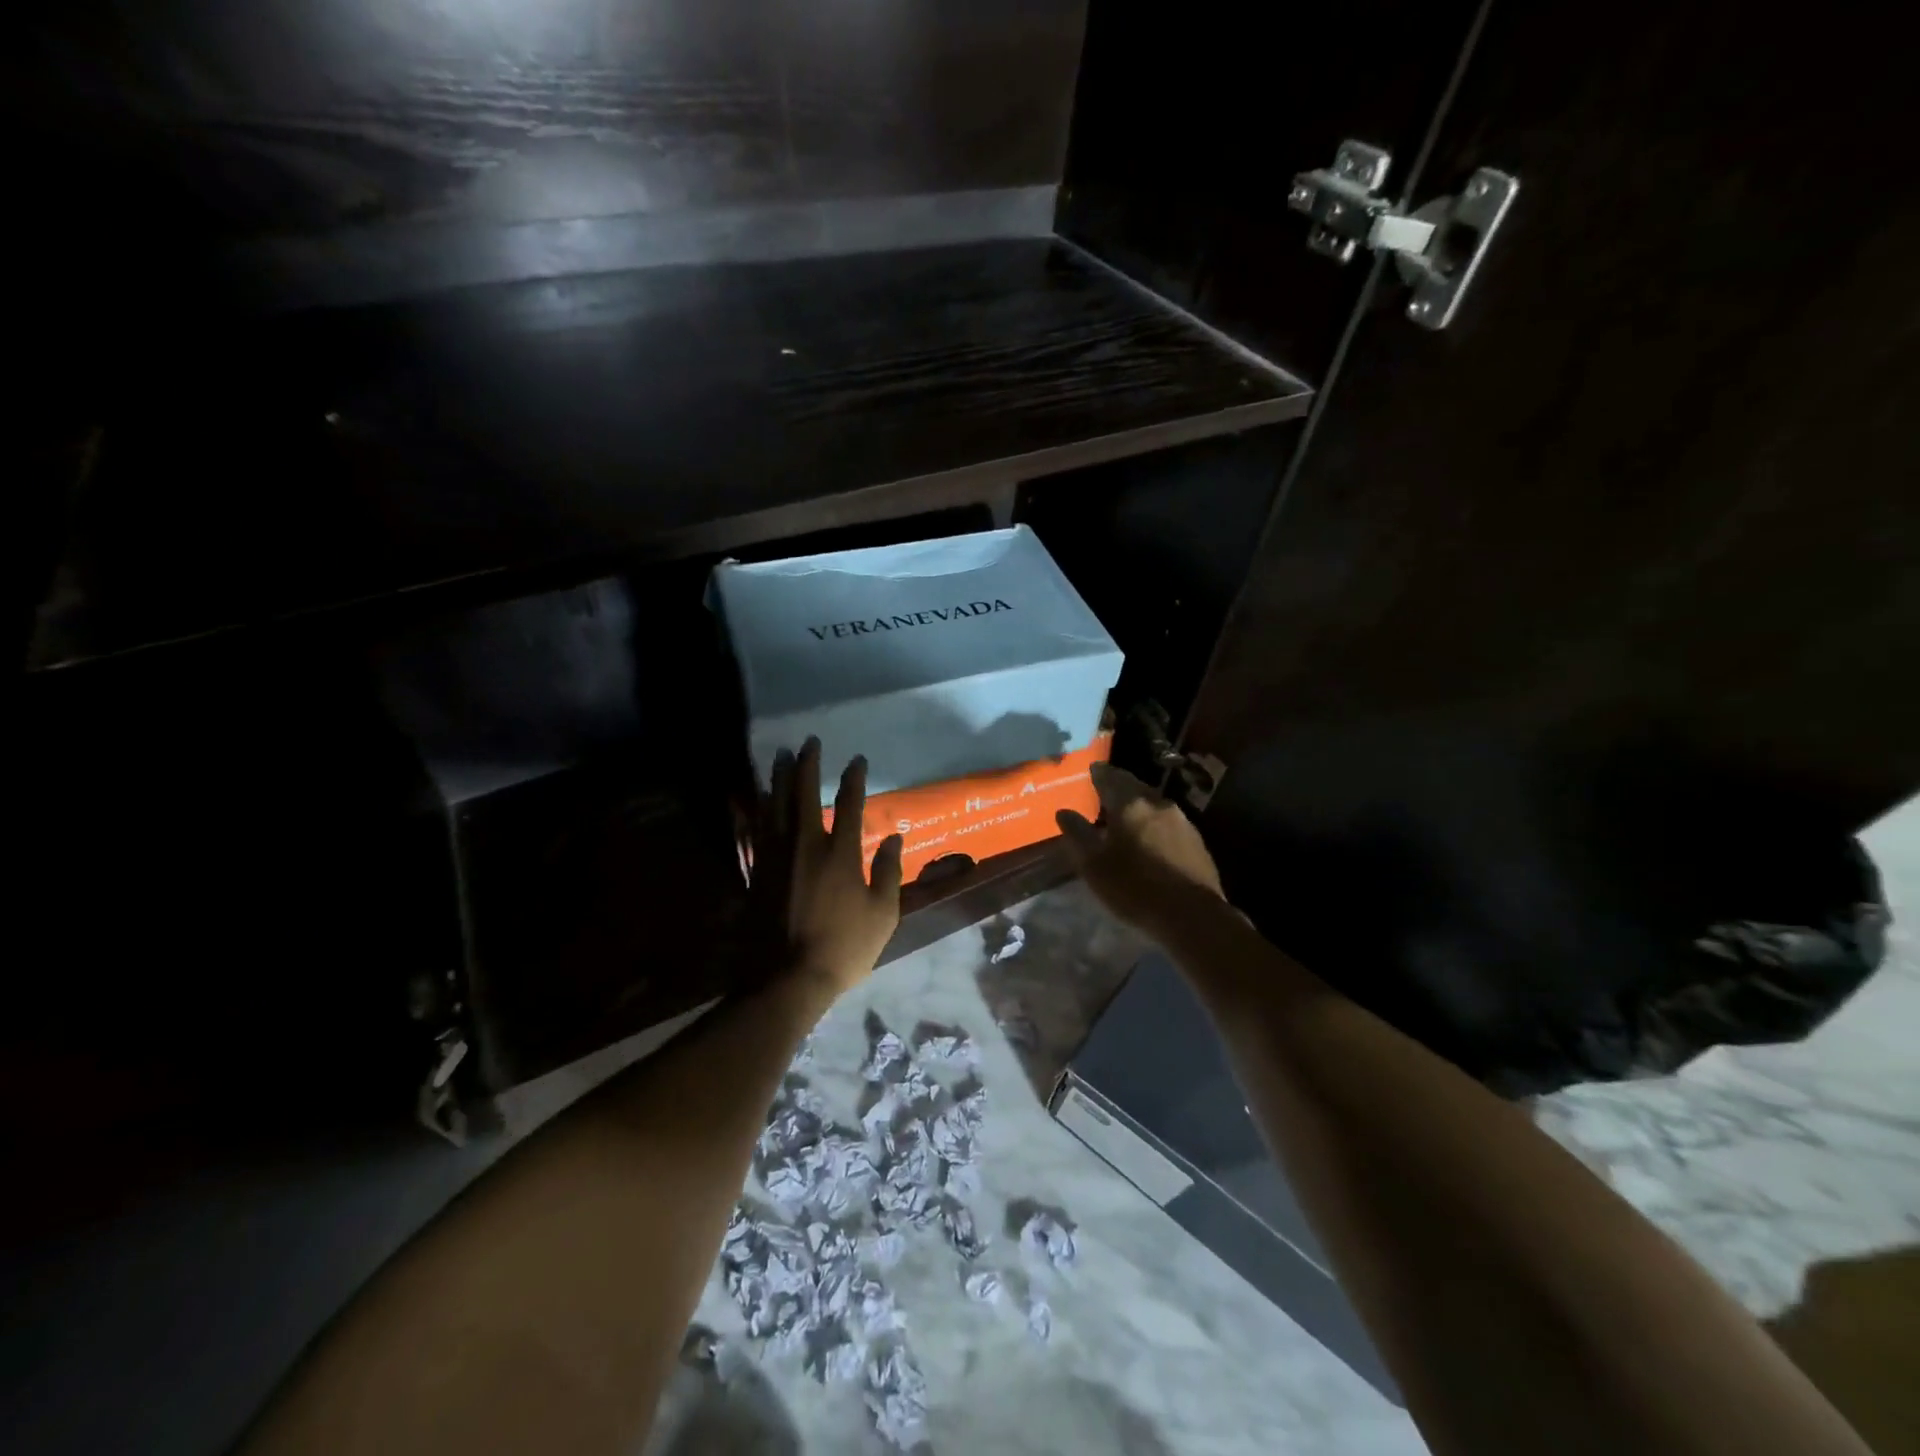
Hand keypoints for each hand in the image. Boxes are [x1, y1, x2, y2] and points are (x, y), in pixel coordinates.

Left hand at [751, 738, 903, 995]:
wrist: (787, 978)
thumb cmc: (844, 948)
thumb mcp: (883, 914)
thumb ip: (888, 872)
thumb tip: (895, 838)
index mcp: (841, 854)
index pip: (851, 803)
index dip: (854, 778)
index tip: (857, 759)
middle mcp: (806, 845)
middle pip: (804, 794)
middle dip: (808, 764)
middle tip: (809, 742)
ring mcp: (777, 857)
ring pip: (776, 805)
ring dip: (779, 777)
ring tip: (780, 756)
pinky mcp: (757, 872)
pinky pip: (755, 830)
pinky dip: (757, 810)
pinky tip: (757, 797)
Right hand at [1056, 762, 1225, 936]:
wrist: (1192, 915)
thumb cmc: (1134, 888)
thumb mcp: (1094, 865)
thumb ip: (1078, 834)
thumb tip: (1063, 812)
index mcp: (1130, 804)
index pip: (1110, 778)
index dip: (1099, 773)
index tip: (1092, 769)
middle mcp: (1157, 804)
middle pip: (1134, 786)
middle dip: (1119, 785)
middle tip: (1105, 789)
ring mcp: (1181, 821)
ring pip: (1153, 803)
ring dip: (1138, 804)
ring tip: (1125, 814)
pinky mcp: (1197, 841)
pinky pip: (1169, 822)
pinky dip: (1154, 822)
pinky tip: (1150, 837)